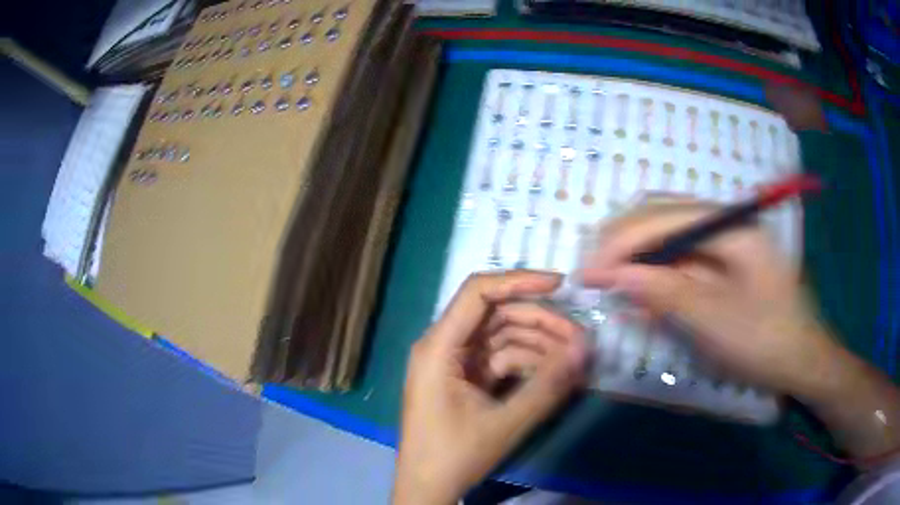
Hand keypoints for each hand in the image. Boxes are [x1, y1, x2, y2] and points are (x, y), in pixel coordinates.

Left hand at [392, 271, 588, 504]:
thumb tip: (585, 349)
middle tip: (579, 337)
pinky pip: (500, 360)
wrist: (427, 487)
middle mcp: (444, 346)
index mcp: (439, 347)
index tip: (560, 284)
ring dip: (539, 345)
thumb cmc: (454, 455)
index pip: (478, 292)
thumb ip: (547, 386)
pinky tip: (553, 374)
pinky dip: (527, 364)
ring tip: (573, 359)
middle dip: (540, 322)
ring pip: (503, 338)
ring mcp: (454, 363)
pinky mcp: (465, 379)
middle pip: (497, 315)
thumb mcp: (505, 423)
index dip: (519, 281)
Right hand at [579, 200, 841, 400]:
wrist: (802, 361)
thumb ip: (665, 292)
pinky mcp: (724, 262)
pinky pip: (682, 258)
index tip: (588, 273)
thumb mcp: (714, 321)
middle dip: (624, 242)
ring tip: (610, 281)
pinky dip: (657, 273)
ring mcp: (725, 241)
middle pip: (663, 216)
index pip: (664, 217)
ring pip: (669, 235)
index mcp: (731, 226)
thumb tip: (614, 275)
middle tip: (594, 274)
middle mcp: (726, 222)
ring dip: (637, 256)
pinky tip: (642, 291)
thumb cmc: (765, 341)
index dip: (621, 242)